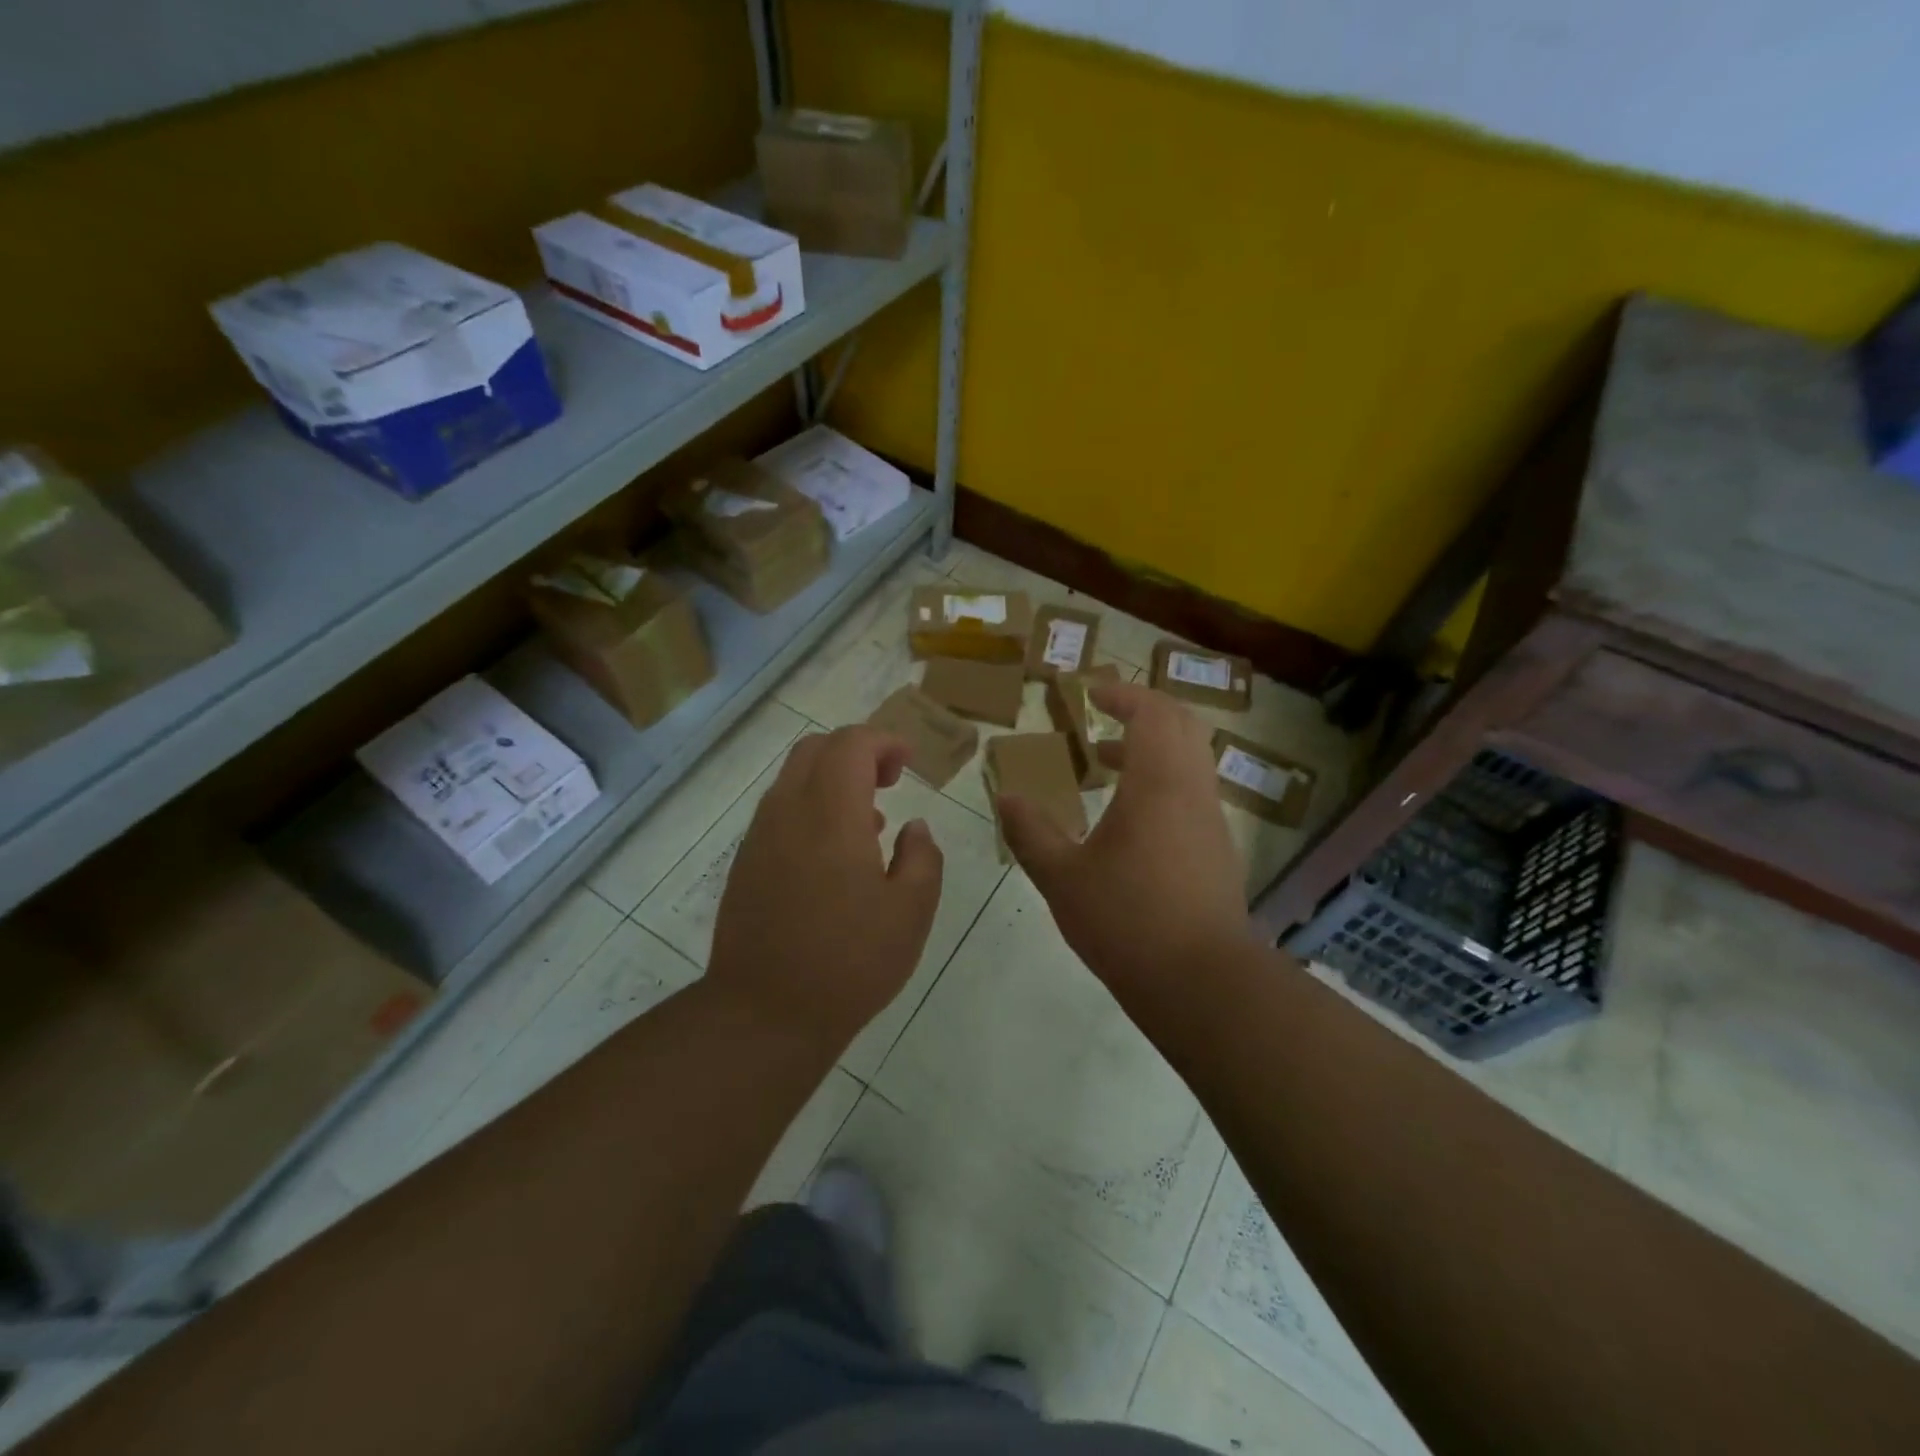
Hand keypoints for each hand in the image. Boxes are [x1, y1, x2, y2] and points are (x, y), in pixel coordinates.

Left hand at [708, 726, 944, 1052]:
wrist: (764, 1013)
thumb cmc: (849, 961)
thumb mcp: (911, 913)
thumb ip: (922, 858)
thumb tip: (914, 828)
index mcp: (832, 814)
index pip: (851, 744)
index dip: (884, 741)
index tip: (910, 763)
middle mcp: (788, 811)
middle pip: (816, 749)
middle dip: (856, 751)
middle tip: (890, 781)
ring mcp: (760, 837)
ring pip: (793, 778)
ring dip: (832, 780)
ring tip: (870, 822)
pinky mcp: (746, 863)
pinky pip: (780, 811)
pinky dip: (811, 807)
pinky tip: (835, 856)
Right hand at [997, 683, 1250, 999]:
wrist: (1202, 982)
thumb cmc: (1127, 920)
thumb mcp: (1063, 877)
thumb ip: (1031, 832)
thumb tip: (1006, 797)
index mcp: (1159, 783)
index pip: (1152, 712)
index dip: (1122, 694)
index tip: (1090, 693)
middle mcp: (1193, 791)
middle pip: (1182, 724)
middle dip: (1144, 711)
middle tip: (1104, 716)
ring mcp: (1211, 821)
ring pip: (1191, 760)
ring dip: (1153, 748)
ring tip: (1106, 764)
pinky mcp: (1217, 850)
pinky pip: (1192, 791)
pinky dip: (1163, 781)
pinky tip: (1129, 818)